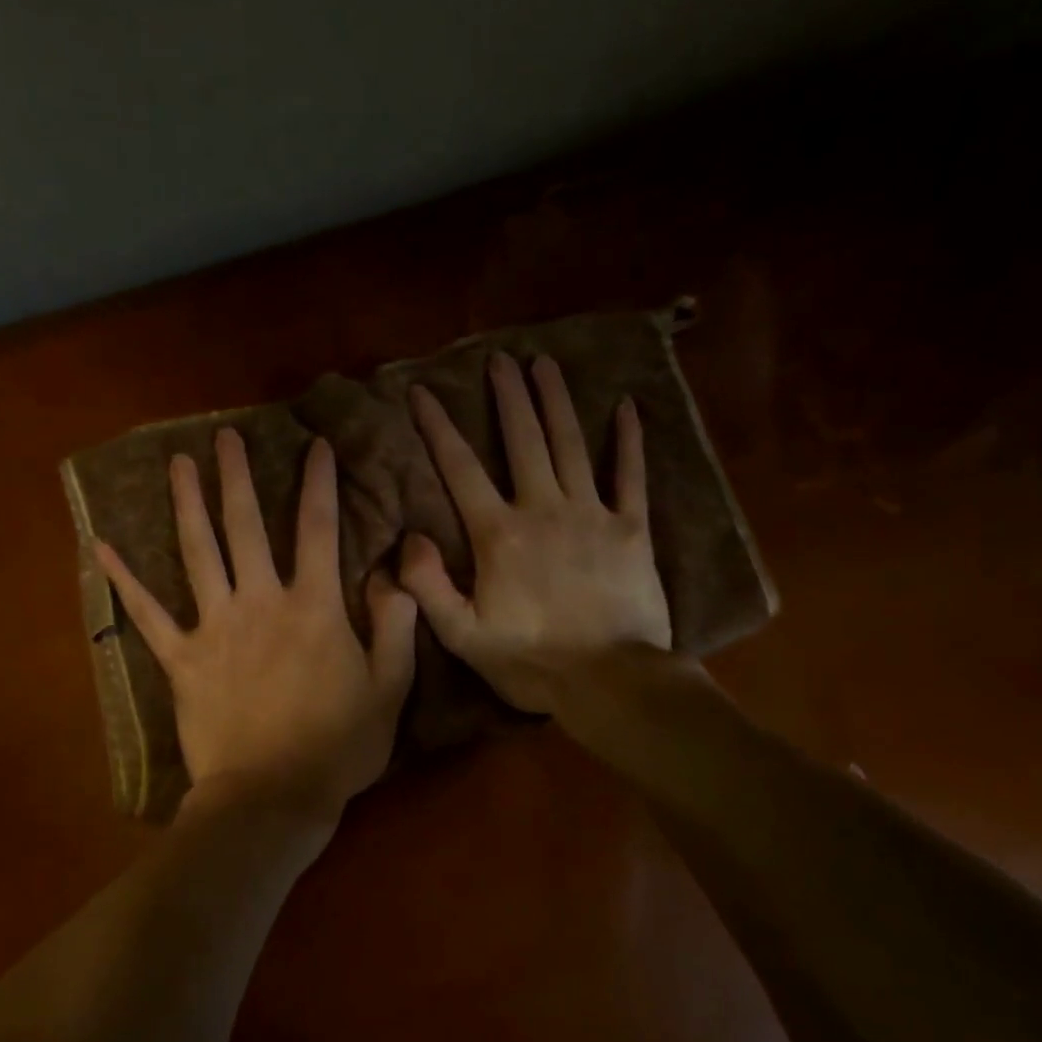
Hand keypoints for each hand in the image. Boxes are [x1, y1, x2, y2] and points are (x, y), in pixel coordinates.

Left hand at [95, 428, 416, 828]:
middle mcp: (260, 602)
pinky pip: (147, 614)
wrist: (271, 797)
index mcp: (313, 607)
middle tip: (225, 436)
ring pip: (197, 553)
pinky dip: (124, 580)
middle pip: (245, 526)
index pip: (318, 529)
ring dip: (187, 504)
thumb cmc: (338, 746)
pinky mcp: (181, 658)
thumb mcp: (389, 688)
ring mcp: (215, 627)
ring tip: (178, 464)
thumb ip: (396, 626)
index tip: (317, 446)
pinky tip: (101, 547)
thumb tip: (391, 576)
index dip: (319, 484)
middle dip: (237, 477)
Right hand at [399, 353, 670, 714]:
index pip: (461, 469)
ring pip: (570, 445)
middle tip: (501, 359)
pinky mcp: (632, 529)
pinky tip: (627, 408)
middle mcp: (543, 509)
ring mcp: (592, 514)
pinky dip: (629, 441)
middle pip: (522, 440)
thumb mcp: (463, 636)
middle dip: (508, 396)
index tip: (422, 392)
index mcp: (499, 534)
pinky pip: (631, 476)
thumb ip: (428, 585)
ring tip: (545, 364)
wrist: (610, 682)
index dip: (439, 428)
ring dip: (556, 401)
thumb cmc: (531, 662)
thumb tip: (408, 536)